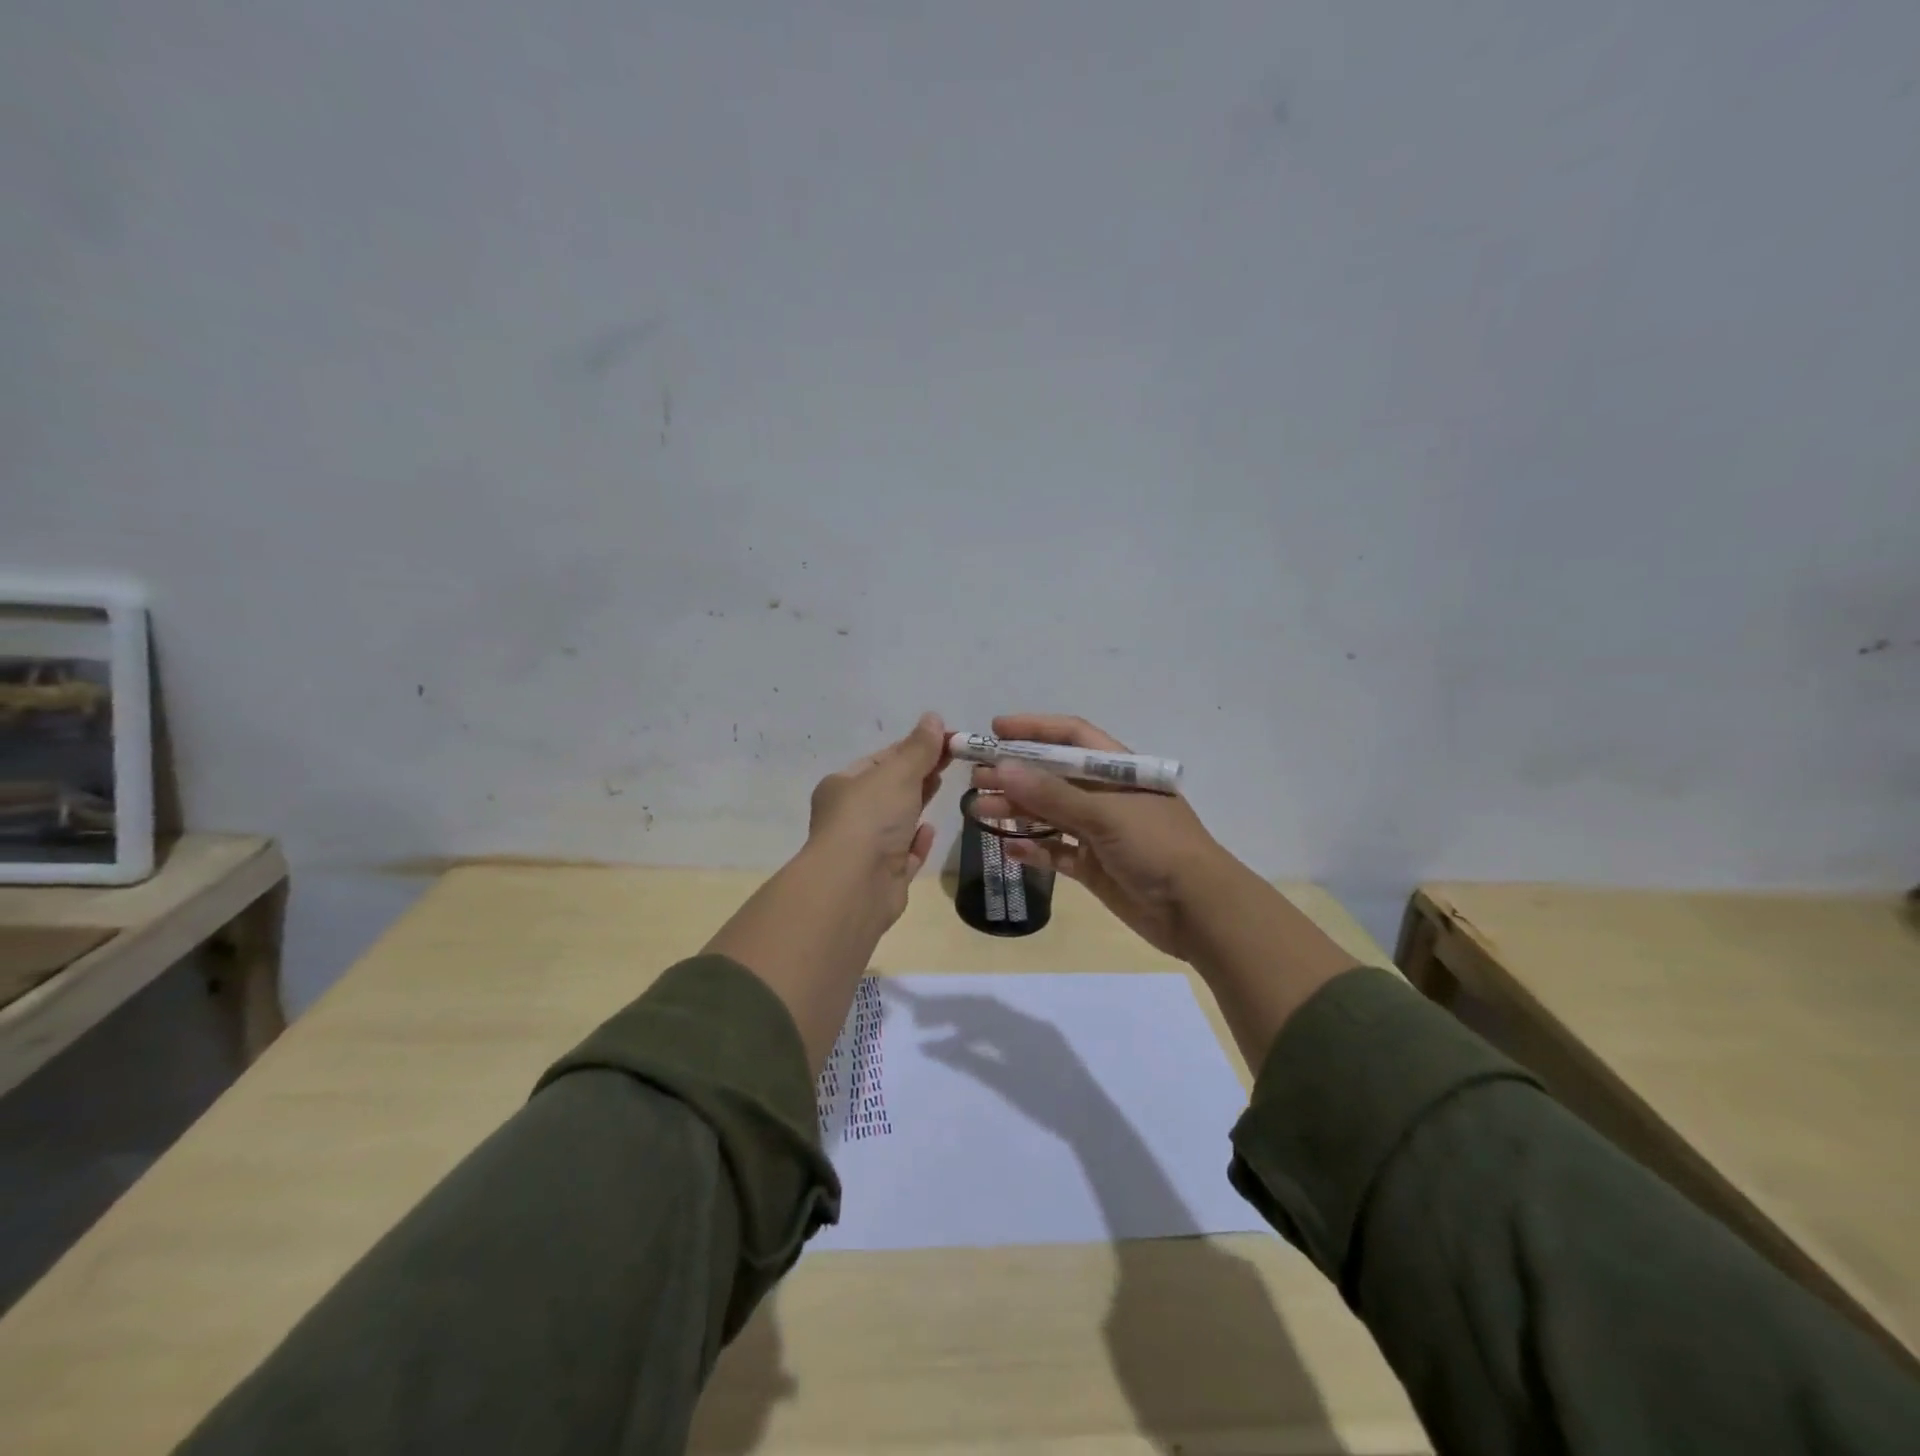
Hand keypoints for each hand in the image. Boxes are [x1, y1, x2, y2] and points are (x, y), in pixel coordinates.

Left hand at [806, 711, 949, 923]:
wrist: (854, 886)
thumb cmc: (870, 818)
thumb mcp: (897, 773)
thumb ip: (919, 748)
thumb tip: (933, 718)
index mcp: (843, 785)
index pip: (883, 758)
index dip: (916, 746)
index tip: (950, 739)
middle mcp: (850, 816)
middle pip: (890, 788)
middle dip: (919, 773)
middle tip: (954, 759)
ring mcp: (865, 849)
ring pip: (896, 821)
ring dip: (917, 804)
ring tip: (943, 786)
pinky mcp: (883, 878)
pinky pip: (903, 854)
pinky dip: (916, 841)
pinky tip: (930, 830)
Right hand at [968, 713, 1229, 961]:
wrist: (1199, 911)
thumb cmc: (1157, 848)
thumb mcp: (1105, 815)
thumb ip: (1052, 794)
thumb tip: (1001, 768)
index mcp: (1118, 770)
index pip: (1071, 737)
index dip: (1034, 729)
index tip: (994, 731)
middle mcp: (1106, 796)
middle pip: (1053, 776)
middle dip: (1015, 773)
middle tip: (975, 777)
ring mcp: (1099, 833)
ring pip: (1049, 813)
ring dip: (1016, 809)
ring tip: (978, 809)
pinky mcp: (1094, 867)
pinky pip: (1055, 851)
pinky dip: (1032, 847)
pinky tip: (1006, 846)